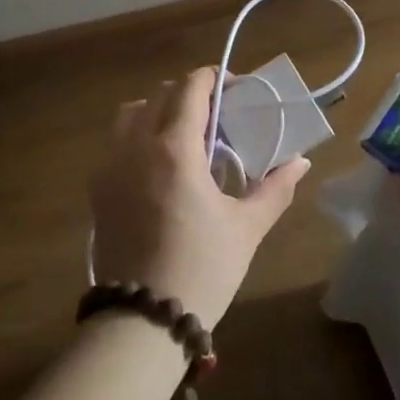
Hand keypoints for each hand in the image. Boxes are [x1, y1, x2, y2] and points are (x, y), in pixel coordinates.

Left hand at [90, 67, 310, 328]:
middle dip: (189, 94)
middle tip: (216, 116)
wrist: (142, 321)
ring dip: (157, 110)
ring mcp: (111, 167)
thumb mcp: (246, 227)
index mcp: (175, 148)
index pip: (190, 88)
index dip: (213, 77)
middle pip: (160, 95)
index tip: (233, 87)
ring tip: (183, 136)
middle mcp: (137, 146)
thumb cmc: (202, 268)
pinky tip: (158, 168)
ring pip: (130, 113)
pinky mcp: (97, 190)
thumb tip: (301, 163)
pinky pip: (115, 143)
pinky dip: (137, 136)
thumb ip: (275, 188)